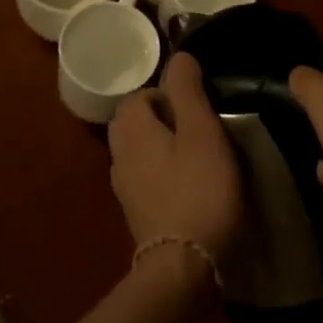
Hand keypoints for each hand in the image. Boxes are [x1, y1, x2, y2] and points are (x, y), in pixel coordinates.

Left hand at [108, 52, 241, 261]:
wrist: (184, 266)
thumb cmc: (199, 190)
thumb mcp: (202, 132)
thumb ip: (188, 92)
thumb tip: (179, 56)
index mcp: (132, 130)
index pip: (138, 96)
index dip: (166, 94)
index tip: (196, 106)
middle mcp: (120, 156)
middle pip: (131, 123)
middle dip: (159, 118)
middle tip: (195, 127)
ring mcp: (125, 189)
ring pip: (136, 152)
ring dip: (159, 146)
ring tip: (194, 155)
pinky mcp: (137, 215)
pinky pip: (144, 179)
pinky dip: (160, 173)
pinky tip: (186, 185)